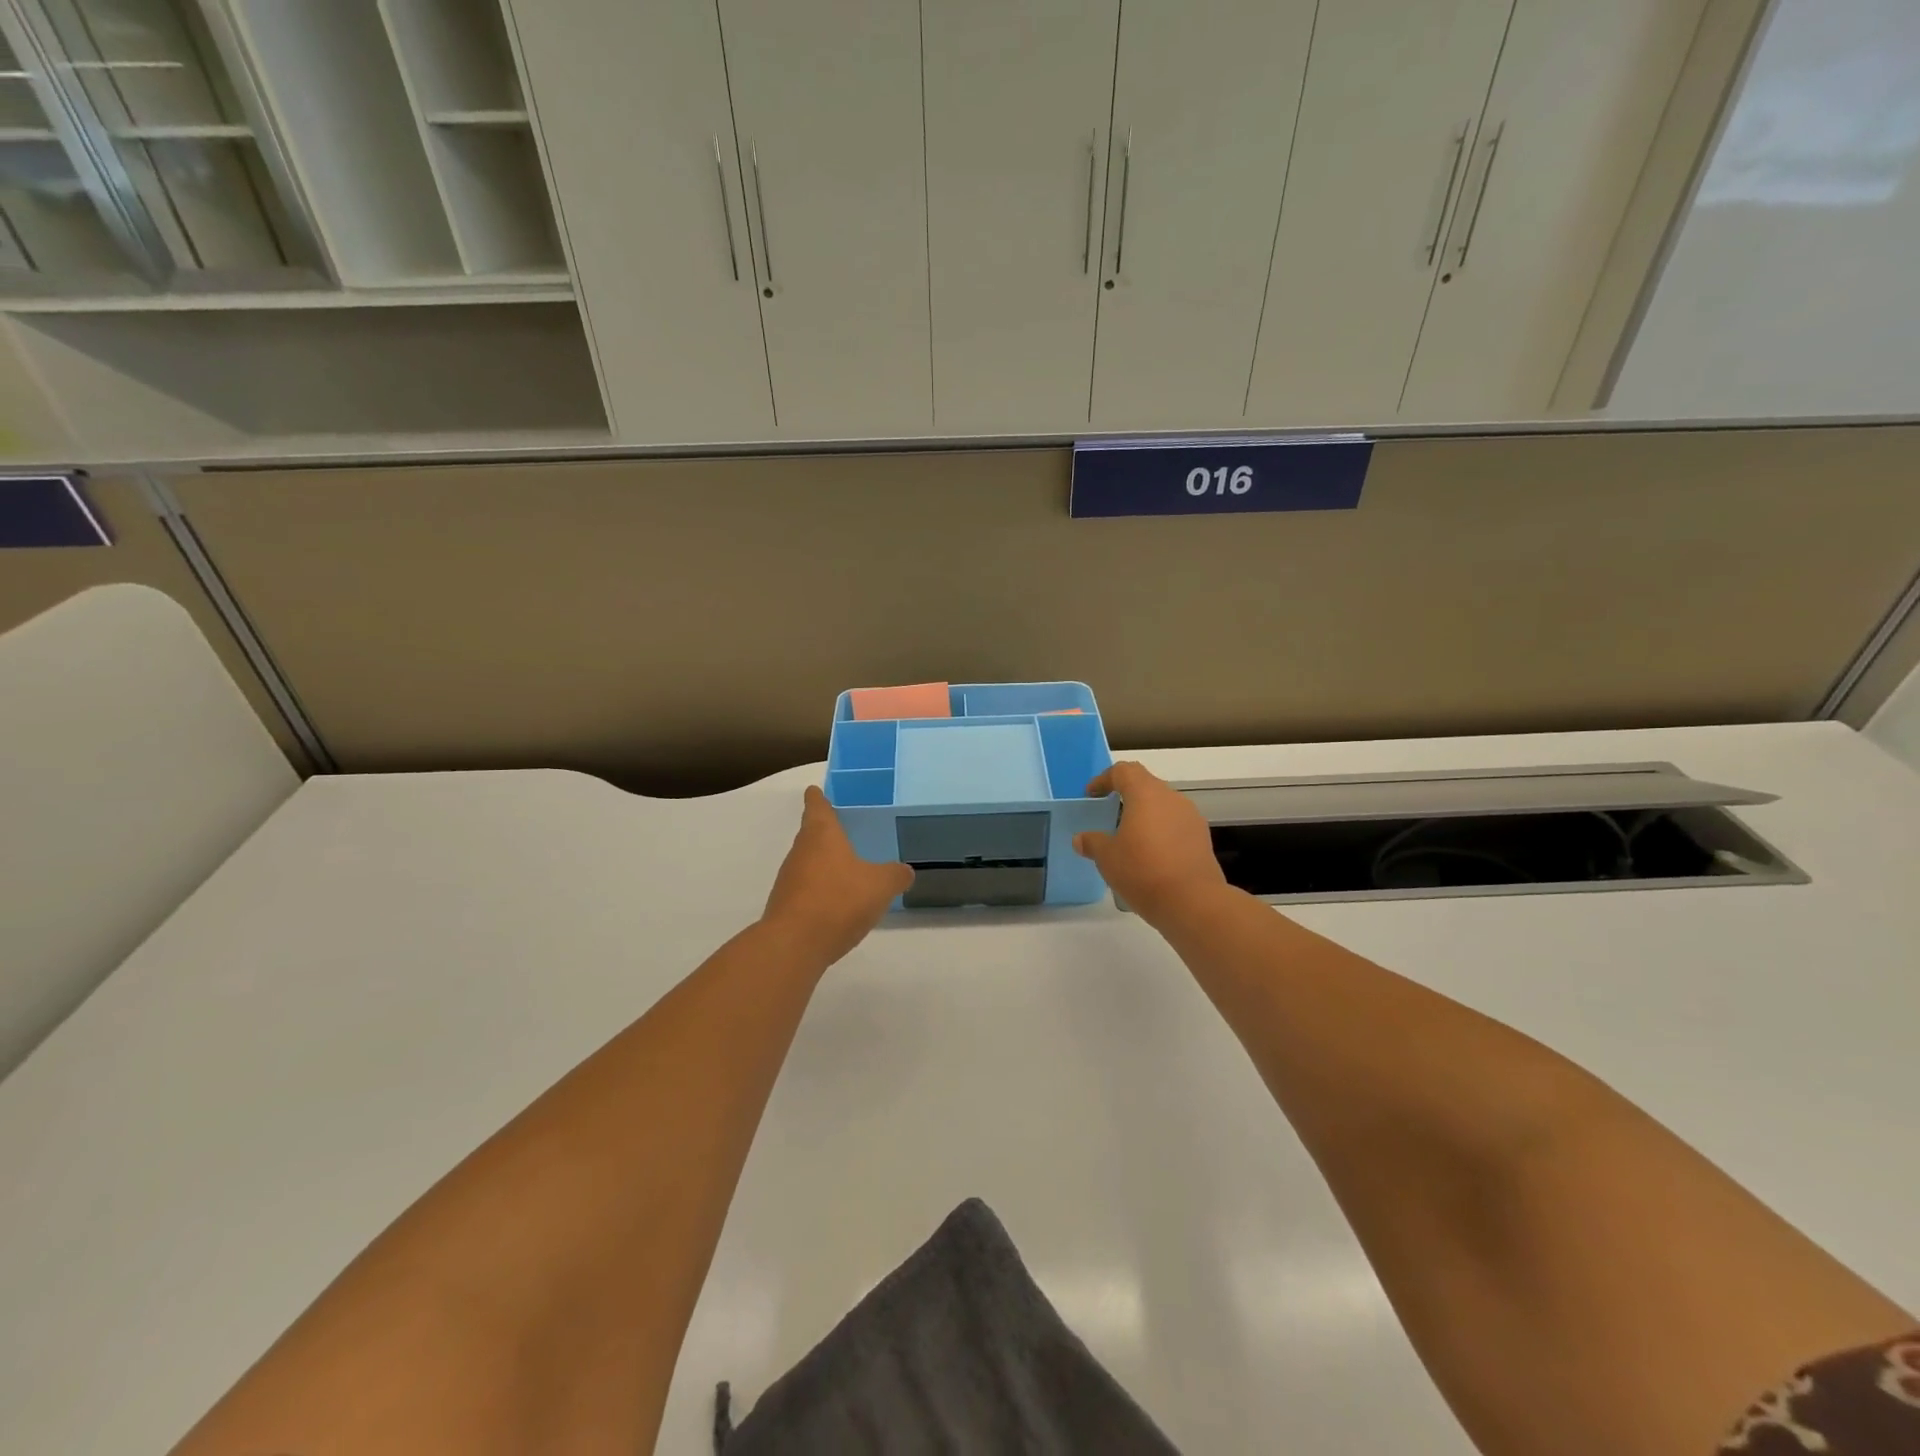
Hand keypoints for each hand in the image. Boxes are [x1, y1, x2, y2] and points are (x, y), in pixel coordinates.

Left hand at [762, 786, 914, 964]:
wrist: (794, 945)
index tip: (816, 791)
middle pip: (811, 835)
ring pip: (808, 863)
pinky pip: (806, 891)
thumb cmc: (838, 900)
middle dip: (825, 833)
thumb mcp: (880, 886)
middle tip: (843, 830)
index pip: (817, 806)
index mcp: (821, 835)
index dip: (818, 798)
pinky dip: (820, 891)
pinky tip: (837, 904)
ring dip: (823, 865)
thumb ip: (895, 875)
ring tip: (846, 869)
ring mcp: (789, 880)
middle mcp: (800, 852)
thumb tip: (905, 871)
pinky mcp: (786, 907)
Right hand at [1073, 761, 1227, 922]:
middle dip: (1126, 795)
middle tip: (1109, 813)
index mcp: (1145, 794)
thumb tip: (1081, 839)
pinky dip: (1161, 831)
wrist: (1193, 902)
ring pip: (1163, 805)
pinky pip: (1176, 824)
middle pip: (1146, 784)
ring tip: (1130, 837)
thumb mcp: (1107, 858)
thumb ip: (1093, 843)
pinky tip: (1151, 854)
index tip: (1092, 795)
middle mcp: (1171, 798)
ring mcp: (1191, 817)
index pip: (1124, 771)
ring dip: (1146, 814)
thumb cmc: (1143, 871)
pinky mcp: (1202, 838)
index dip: (1104, 779)